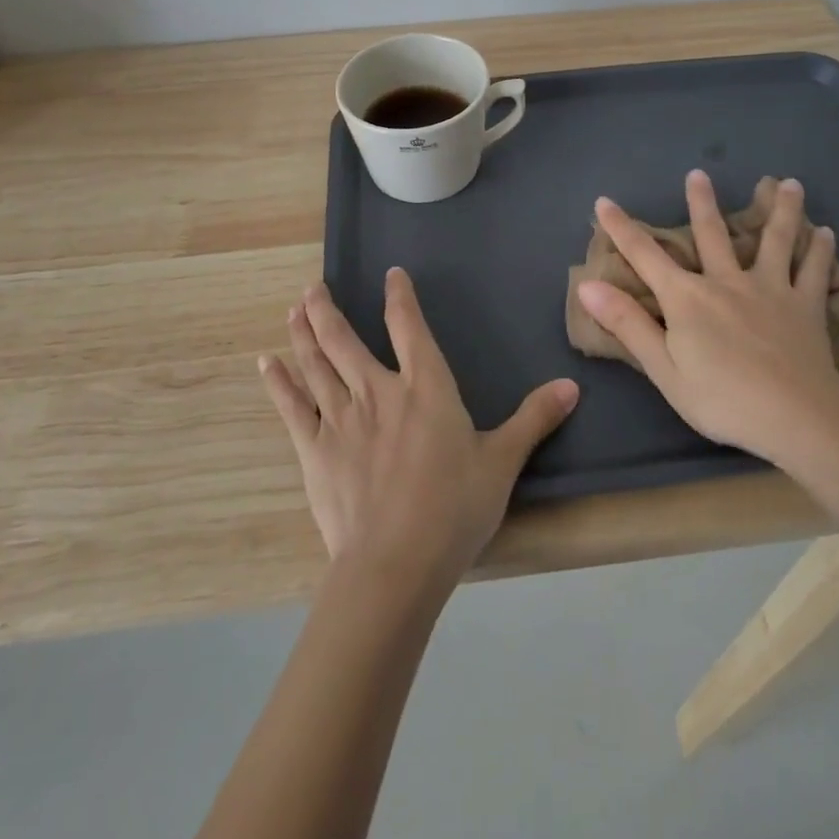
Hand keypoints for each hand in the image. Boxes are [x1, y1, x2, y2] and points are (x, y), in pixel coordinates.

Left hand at [260, 271, 578, 588]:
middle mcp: (378, 391)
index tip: (390, 275)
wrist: (395, 563)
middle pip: (345, 340)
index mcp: (426, 388)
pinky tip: (267, 364)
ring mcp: (341, 419)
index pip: (410, 327)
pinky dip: (279, 383)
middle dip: (328, 310)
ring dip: (304, 334)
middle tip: (311, 287)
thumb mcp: (502, 462)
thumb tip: (572, 385)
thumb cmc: (454, 508)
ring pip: (317, 364)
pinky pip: (292, 407)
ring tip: (293, 310)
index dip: (400, 298)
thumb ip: (533, 419)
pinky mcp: (314, 450)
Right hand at [578, 170, 838, 465]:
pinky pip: (813, 272)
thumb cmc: (722, 398)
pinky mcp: (805, 305)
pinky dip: (820, 251)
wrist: (796, 416)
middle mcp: (726, 282)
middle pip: (711, 234)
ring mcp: (769, 289)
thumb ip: (627, 324)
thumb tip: (587, 285)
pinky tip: (827, 233)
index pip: (645, 256)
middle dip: (702, 203)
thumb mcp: (663, 369)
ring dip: (780, 211)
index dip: (621, 228)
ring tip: (790, 184)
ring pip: (775, 241)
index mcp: (687, 298)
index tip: (604, 201)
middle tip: (699, 174)